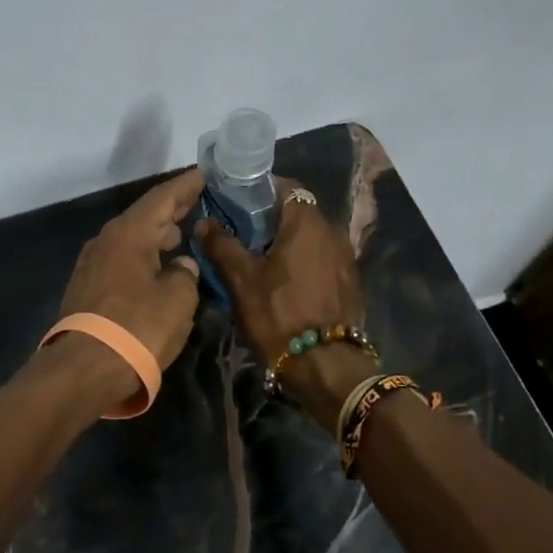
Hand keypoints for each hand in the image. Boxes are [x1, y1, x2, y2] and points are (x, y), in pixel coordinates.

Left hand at [54, 168, 205, 402]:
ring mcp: (92, 265)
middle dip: (171, 209)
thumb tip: (180, 266)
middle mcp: (106, 241)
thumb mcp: (178, 299)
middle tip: (196, 200)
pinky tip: (156, 266)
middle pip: (143, 216)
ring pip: (131, 239)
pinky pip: (121, 260)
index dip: (185, 186)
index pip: (161, 198)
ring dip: (156, 234)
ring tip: (180, 233)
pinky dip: (142, 256)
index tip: (203, 174)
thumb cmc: (138, 328)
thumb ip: (185, 274)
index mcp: (129, 234)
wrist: (83, 369)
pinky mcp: (87, 290)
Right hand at [195, 179, 370, 430]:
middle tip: (240, 233)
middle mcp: (332, 231)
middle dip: (269, 218)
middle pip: (297, 212)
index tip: (235, 202)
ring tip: (258, 259)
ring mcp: (345, 258)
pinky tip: (283, 281)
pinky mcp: (348, 282)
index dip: (258, 191)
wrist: (326, 366)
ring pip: (310, 237)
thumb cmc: (279, 315)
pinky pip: (320, 258)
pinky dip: (302, 261)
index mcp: (307, 222)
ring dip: (286, 242)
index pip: (284, 186)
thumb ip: (222, 245)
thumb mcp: (242, 280)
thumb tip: (204, 222)